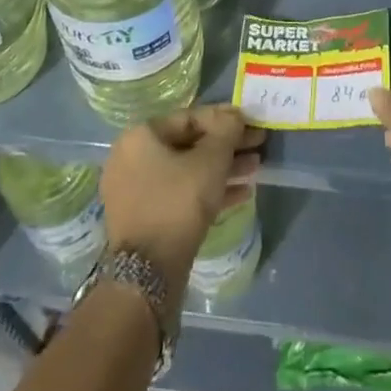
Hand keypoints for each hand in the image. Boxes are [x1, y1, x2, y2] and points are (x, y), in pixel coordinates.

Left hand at [100, 104, 263, 307]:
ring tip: (255, 168)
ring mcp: (137, 191)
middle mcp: (133, 159)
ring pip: (187, 171)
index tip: (251, 122)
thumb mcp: (211, 160)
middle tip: (257, 145)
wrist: (148, 275)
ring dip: (222, 168)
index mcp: (141, 136)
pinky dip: (208, 190)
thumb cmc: (179, 203)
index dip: (225, 118)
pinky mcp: (146, 219)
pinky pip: (181, 194)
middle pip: (189, 144)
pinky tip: (242, 192)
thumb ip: (227, 130)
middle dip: (227, 145)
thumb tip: (235, 116)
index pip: (190, 117)